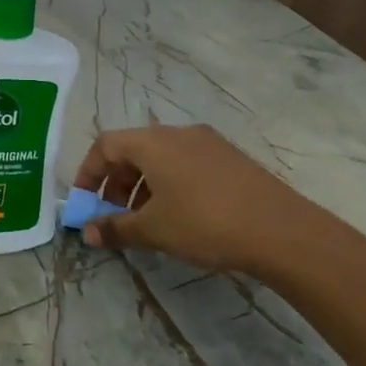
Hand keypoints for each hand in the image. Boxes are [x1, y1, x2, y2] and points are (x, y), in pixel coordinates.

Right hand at [72, 124, 326, 271]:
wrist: (281, 231)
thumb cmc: (205, 224)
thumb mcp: (153, 230)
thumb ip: (115, 228)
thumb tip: (87, 232)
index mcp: (154, 143)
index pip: (105, 145)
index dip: (87, 173)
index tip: (83, 203)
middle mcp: (179, 133)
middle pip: (133, 149)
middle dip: (115, 183)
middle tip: (115, 215)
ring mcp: (209, 143)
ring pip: (161, 158)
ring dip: (142, 186)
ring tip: (147, 221)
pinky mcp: (230, 158)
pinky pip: (186, 164)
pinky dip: (169, 184)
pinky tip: (180, 216)